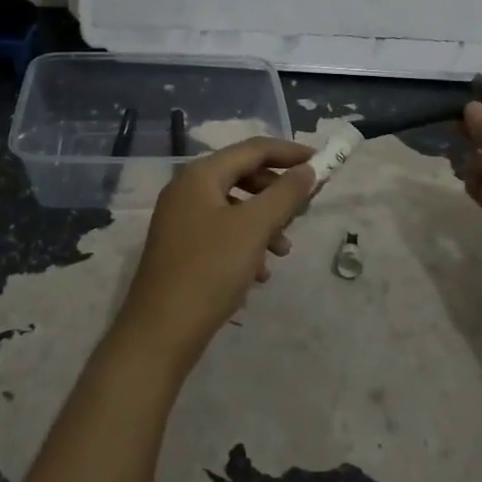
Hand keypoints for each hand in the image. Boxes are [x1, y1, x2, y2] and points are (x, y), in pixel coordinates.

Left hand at [111, 137, 315, 374]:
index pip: (253, 149)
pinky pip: (222, 234)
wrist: (160, 332)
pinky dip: (245, 245)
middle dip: (277, 193)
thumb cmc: (210, 270)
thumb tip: (307, 169)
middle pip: (243, 176)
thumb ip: (285, 194)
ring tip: (283, 251)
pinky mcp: (181, 249)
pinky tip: (259, 274)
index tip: (321, 162)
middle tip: (304, 210)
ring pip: (234, 208)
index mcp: (200, 175)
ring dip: (264, 223)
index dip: (289, 153)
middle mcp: (186, 190)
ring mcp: (181, 221)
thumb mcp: (254, 228)